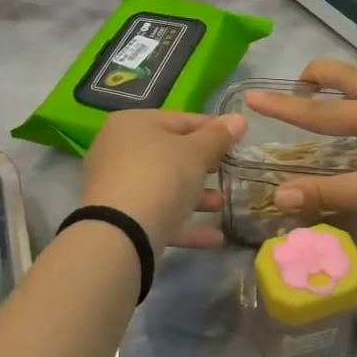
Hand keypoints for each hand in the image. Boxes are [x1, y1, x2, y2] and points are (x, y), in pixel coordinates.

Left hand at [79, 110, 248, 253]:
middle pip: (169, 154)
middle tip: (228, 171)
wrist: (121, 233)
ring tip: (223, 204)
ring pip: (164, 186)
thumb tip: (239, 119)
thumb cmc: (160, 176)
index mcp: (133, 124)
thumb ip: (218, 136)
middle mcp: (119, 150)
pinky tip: (215, 237)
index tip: (237, 140)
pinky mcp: (121, 218)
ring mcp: (117, 186)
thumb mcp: (196, 152)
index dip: (211, 129)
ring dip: (196, 196)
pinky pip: (158, 215)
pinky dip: (185, 223)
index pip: (179, 120)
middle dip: (202, 165)